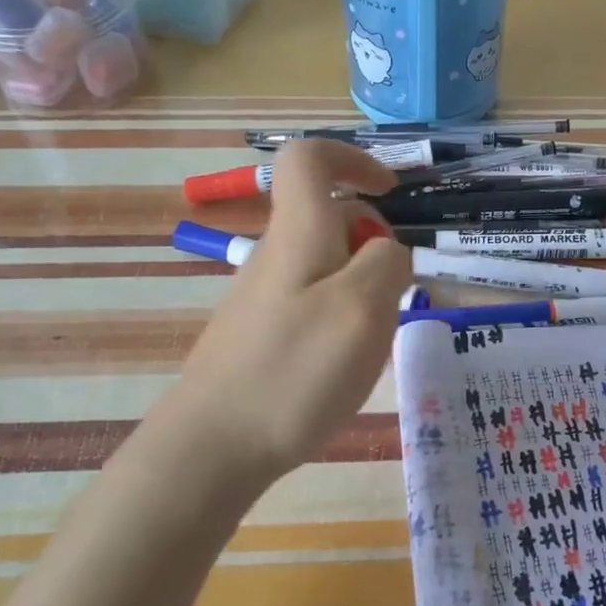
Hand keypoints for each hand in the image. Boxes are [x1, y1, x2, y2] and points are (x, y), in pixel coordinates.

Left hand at [168, 140, 411, 485]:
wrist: (213, 446)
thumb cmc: (294, 371)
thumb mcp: (363, 310)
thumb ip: (387, 264)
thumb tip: (387, 250)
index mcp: (298, 233)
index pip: (310, 159)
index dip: (353, 159)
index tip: (390, 192)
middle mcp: (275, 254)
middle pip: (328, 217)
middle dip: (373, 245)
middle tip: (391, 298)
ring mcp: (262, 295)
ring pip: (325, 264)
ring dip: (362, 288)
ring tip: (369, 343)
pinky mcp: (259, 332)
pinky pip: (311, 301)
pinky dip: (341, 317)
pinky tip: (341, 366)